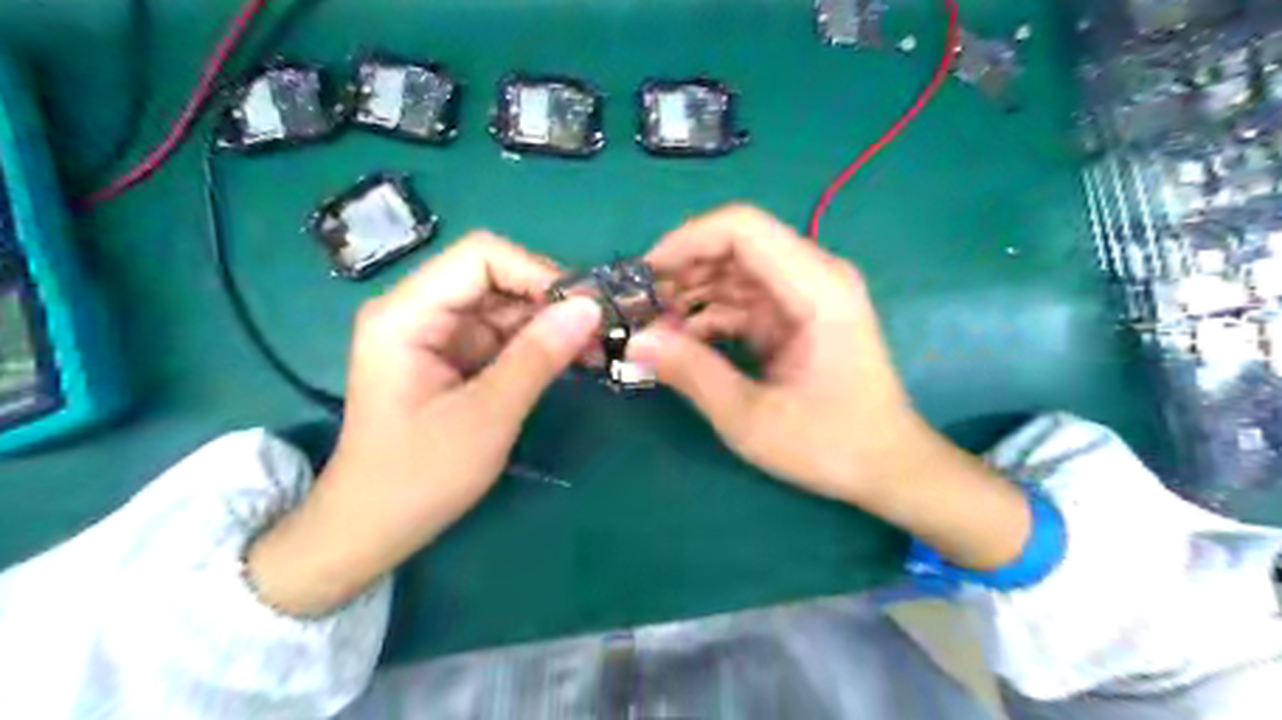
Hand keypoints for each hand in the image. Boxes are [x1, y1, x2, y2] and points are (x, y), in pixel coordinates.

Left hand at [247, 234, 600, 616]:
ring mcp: (438, 334)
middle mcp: (420, 311)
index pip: (480, 257)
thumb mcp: (486, 416)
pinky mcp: (454, 357)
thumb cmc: (419, 477)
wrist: (373, 528)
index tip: (585, 308)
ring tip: (596, 349)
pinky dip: (540, 344)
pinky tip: (573, 359)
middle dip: (550, 300)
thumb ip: (537, 357)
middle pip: (496, 277)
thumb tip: (591, 307)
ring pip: (506, 305)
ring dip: (551, 323)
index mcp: (407, 314)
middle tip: (601, 330)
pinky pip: (504, 334)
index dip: (537, 271)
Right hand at [631, 206, 1027, 570]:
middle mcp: (814, 277)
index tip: (644, 276)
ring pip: (734, 272)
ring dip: (690, 294)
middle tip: (637, 307)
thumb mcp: (752, 418)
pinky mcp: (796, 316)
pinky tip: (680, 342)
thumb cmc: (831, 445)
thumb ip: (693, 374)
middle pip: (735, 245)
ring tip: (651, 327)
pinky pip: (742, 300)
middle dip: (681, 270)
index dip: (686, 241)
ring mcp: (805, 295)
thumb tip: (635, 342)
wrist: (887, 466)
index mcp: (816, 289)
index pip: (742, 228)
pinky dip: (708, 316)